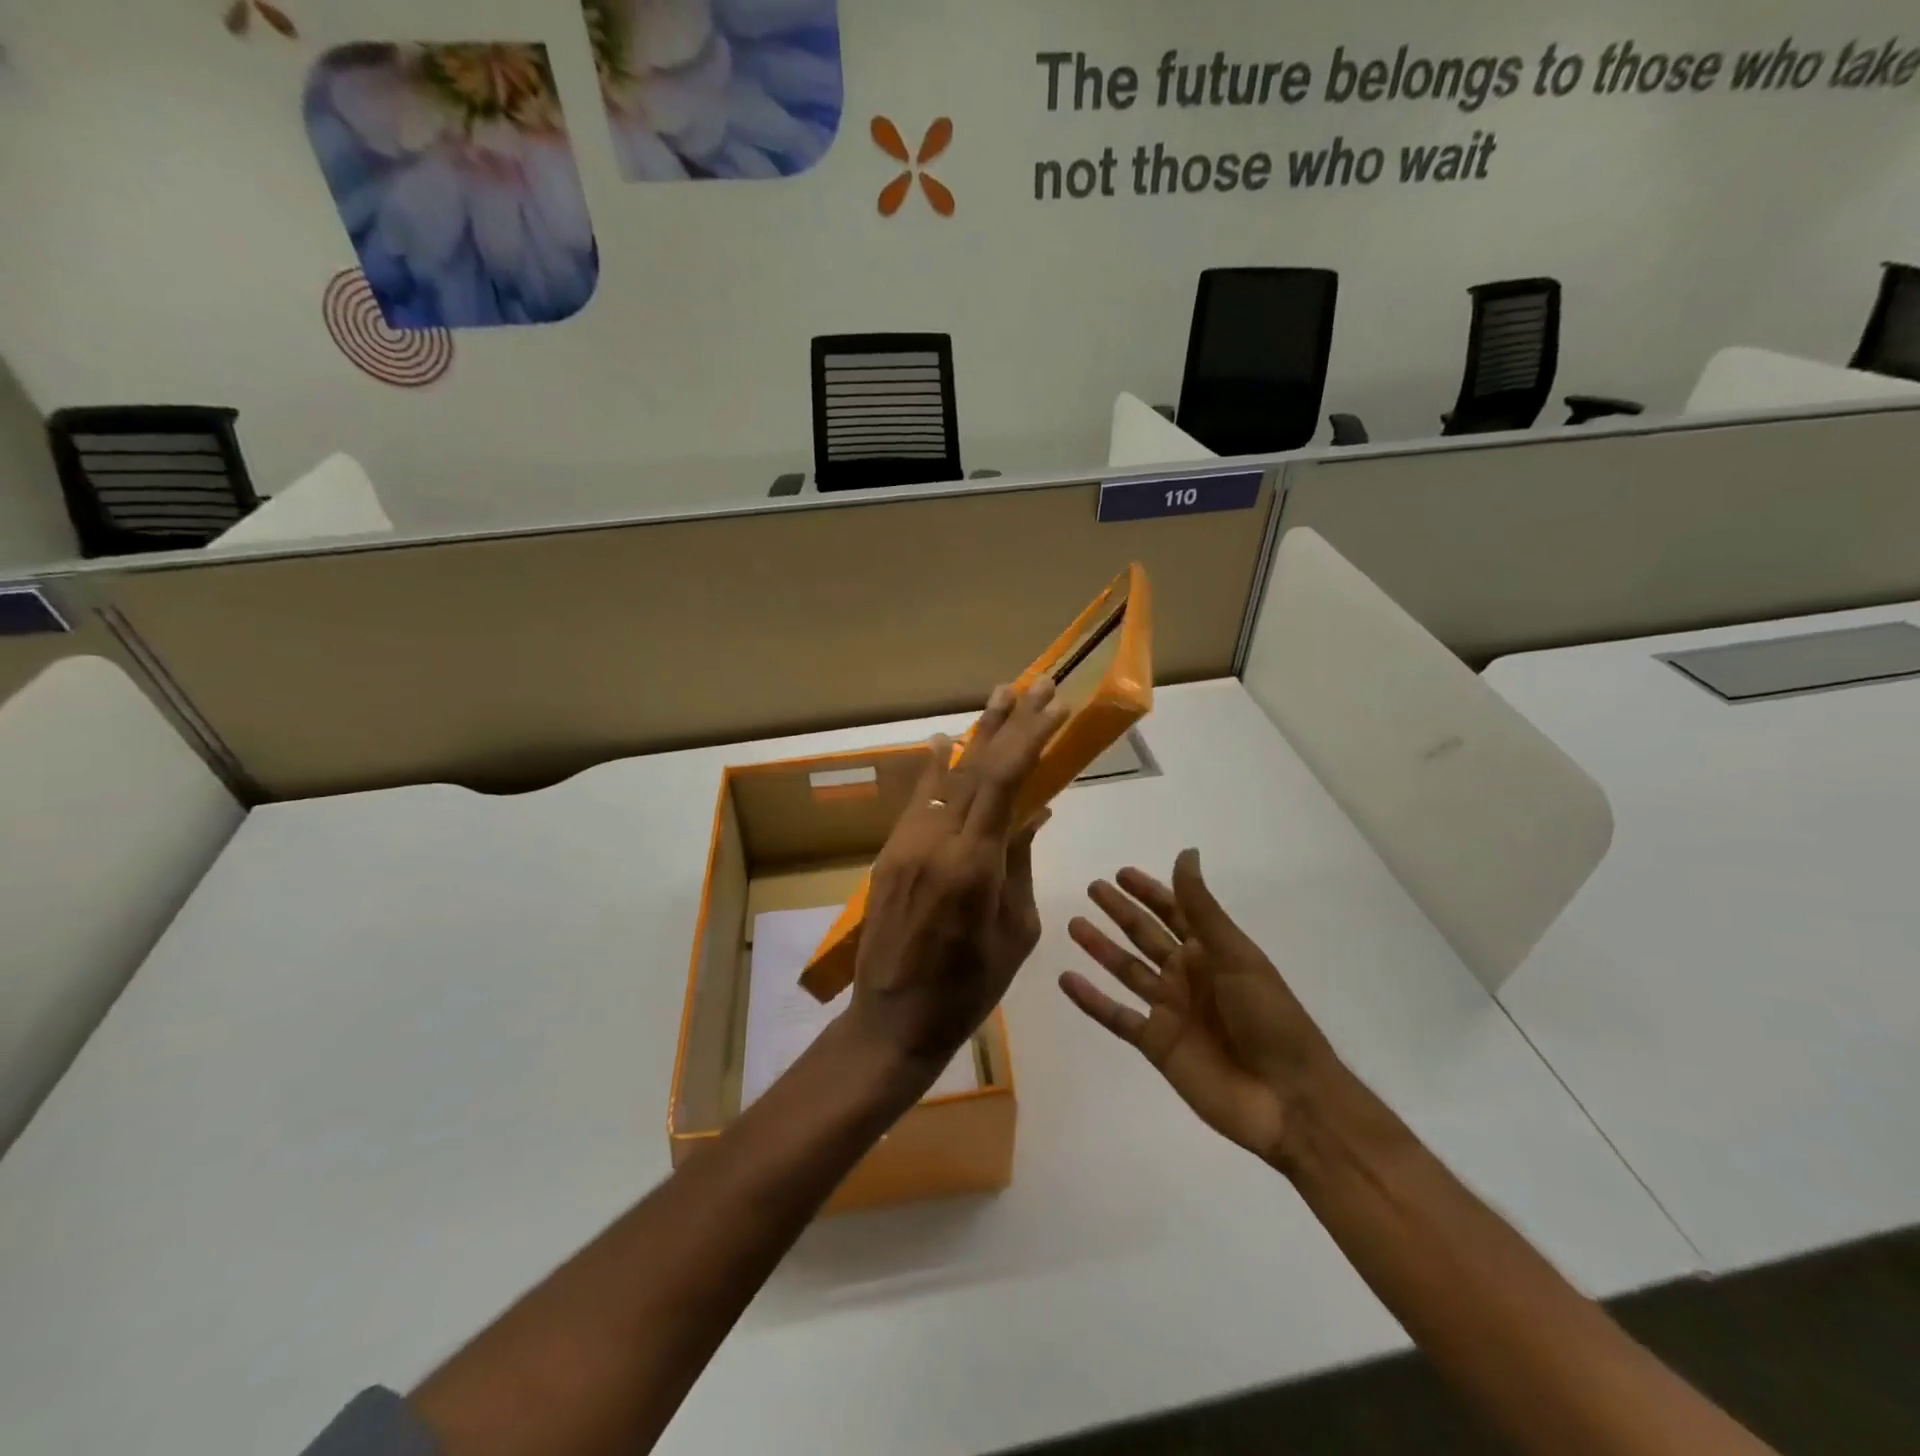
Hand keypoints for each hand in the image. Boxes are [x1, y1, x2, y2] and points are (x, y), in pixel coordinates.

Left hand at [848, 680, 1066, 1075]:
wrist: (892, 1020)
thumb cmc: (968, 989)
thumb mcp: (1015, 931)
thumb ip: (1018, 864)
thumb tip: (1031, 813)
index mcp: (973, 865)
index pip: (1004, 782)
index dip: (1030, 739)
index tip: (1054, 707)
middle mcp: (935, 841)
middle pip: (975, 767)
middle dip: (1008, 722)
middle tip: (1033, 683)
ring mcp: (906, 844)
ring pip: (945, 777)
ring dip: (974, 736)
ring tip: (997, 697)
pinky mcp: (889, 853)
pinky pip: (917, 800)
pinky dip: (934, 770)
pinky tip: (942, 744)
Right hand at [1061, 850, 1340, 1169]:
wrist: (1287, 1098)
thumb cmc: (1269, 1017)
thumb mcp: (1236, 954)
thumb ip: (1202, 908)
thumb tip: (1186, 853)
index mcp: (1211, 953)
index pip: (1174, 912)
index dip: (1150, 892)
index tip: (1122, 873)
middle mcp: (1187, 976)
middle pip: (1146, 936)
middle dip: (1120, 912)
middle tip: (1092, 888)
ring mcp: (1170, 1011)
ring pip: (1127, 971)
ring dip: (1101, 948)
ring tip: (1073, 925)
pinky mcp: (1156, 1045)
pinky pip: (1117, 1016)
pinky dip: (1091, 1000)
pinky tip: (1066, 980)